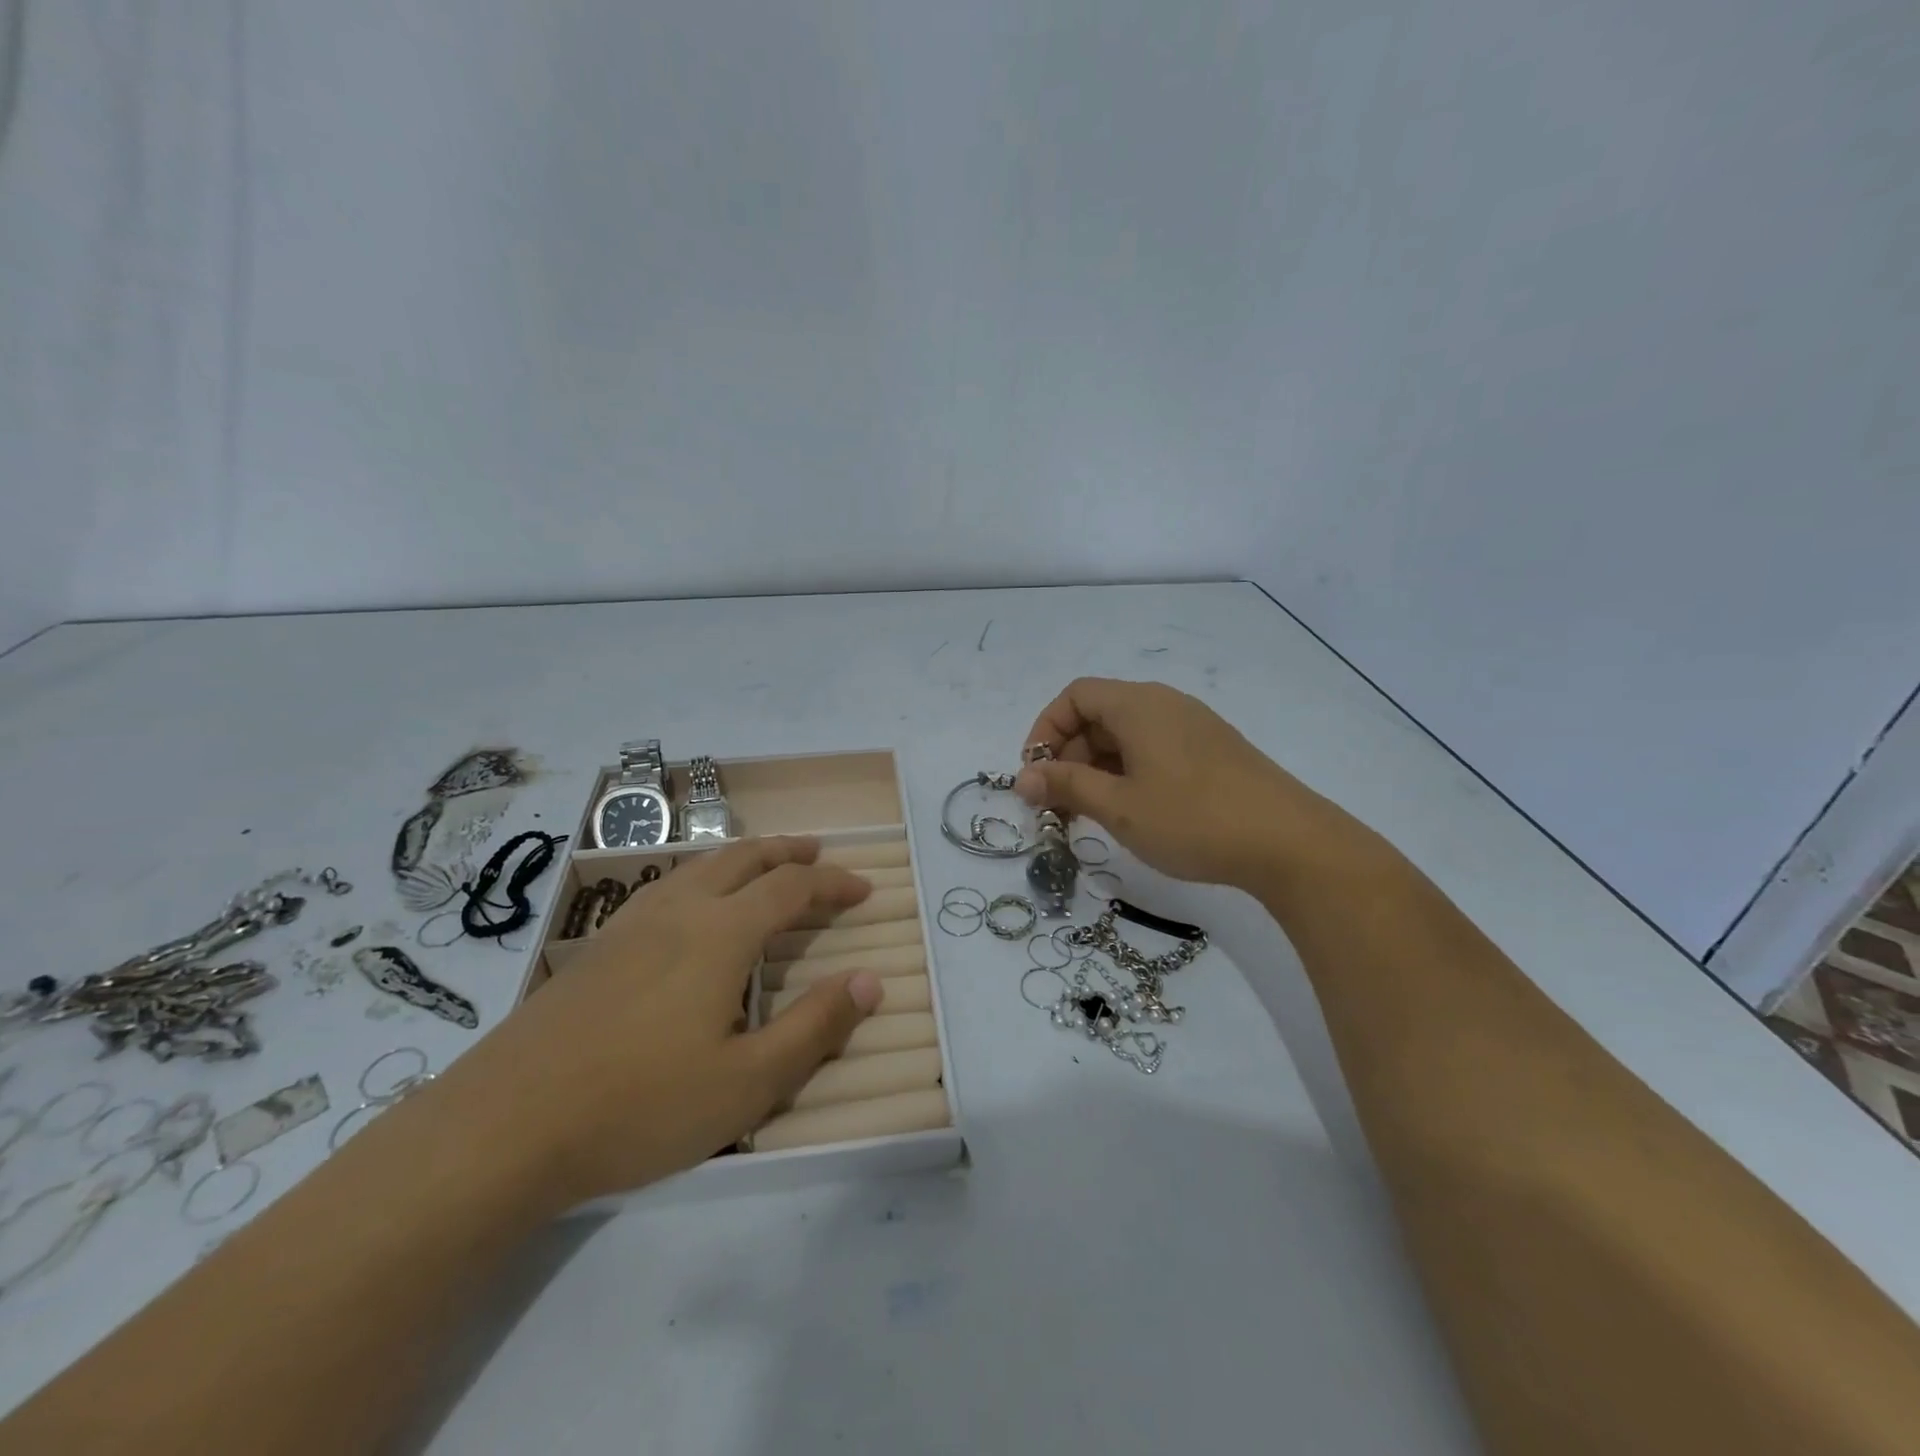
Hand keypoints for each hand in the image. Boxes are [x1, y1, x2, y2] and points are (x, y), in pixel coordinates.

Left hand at [440, 837, 884, 1207]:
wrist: (501, 1128)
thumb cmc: (639, 1106)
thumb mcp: (747, 1083)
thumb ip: (815, 1027)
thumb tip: (871, 980)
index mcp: (720, 933)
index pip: (792, 888)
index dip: (833, 883)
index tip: (864, 888)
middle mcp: (678, 911)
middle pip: (742, 859)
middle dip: (787, 851)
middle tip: (818, 853)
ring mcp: (629, 925)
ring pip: (698, 867)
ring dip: (742, 859)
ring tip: (763, 869)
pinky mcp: (595, 948)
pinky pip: (664, 887)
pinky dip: (700, 878)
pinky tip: (689, 908)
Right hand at [1015, 678, 1342, 889]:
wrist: (1290, 843)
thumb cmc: (1192, 819)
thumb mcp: (1119, 806)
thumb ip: (1066, 786)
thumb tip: (1022, 777)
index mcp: (1138, 704)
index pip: (1074, 696)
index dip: (1045, 730)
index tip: (1036, 775)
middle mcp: (1165, 703)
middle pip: (1099, 715)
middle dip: (1068, 757)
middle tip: (1060, 807)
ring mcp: (1193, 726)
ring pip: (1127, 736)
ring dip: (1097, 769)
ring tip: (1092, 815)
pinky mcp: (1213, 751)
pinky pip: (1154, 749)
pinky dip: (1129, 773)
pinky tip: (1134, 812)